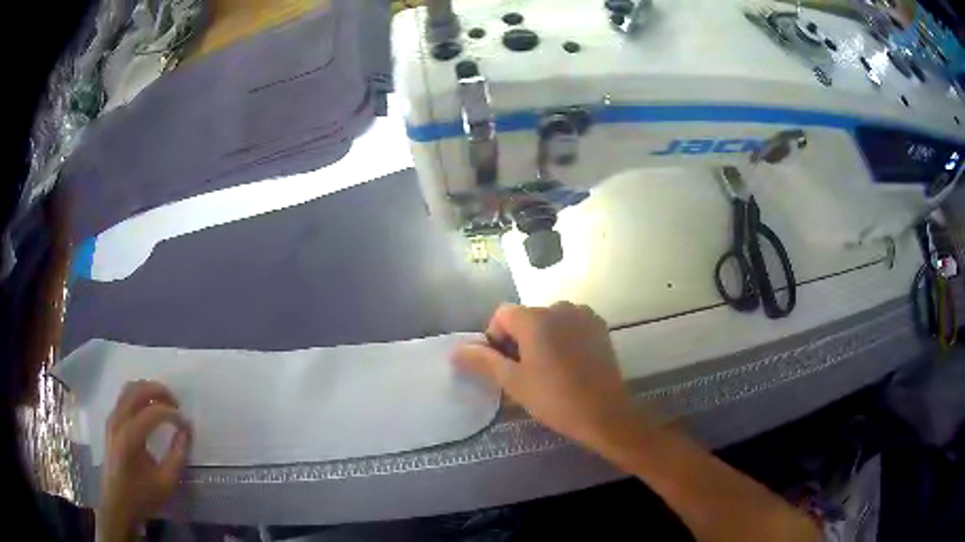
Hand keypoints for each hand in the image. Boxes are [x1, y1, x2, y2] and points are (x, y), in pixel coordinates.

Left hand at [98, 381, 190, 541]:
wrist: (117, 502)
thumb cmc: (142, 496)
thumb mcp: (166, 483)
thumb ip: (177, 456)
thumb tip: (186, 432)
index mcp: (131, 436)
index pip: (154, 412)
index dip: (173, 414)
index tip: (187, 425)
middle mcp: (119, 420)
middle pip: (138, 390)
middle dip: (160, 391)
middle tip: (176, 404)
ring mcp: (112, 418)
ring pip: (130, 389)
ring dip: (148, 390)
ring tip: (164, 403)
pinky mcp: (111, 421)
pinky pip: (125, 397)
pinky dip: (139, 396)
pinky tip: (149, 410)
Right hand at [452, 302, 639, 447]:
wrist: (604, 413)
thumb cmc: (554, 398)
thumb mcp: (514, 382)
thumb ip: (483, 361)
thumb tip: (456, 351)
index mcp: (535, 318)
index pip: (502, 315)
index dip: (496, 338)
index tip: (503, 365)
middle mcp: (559, 307)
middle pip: (526, 317)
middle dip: (519, 340)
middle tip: (525, 373)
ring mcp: (583, 315)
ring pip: (549, 321)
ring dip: (542, 338)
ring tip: (548, 370)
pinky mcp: (599, 326)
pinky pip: (571, 325)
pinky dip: (563, 337)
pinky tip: (569, 364)